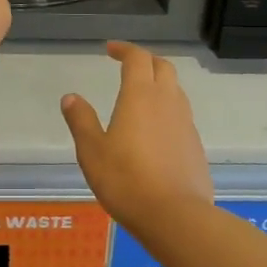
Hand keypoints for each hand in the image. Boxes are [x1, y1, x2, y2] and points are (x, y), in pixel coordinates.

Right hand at [61, 42, 213, 228]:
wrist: (175, 216)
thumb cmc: (126, 180)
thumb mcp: (92, 151)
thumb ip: (81, 121)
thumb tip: (71, 97)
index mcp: (140, 95)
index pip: (137, 58)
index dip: (124, 50)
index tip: (110, 50)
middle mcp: (167, 101)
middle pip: (163, 67)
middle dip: (145, 60)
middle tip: (128, 65)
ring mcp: (186, 123)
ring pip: (175, 90)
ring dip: (159, 83)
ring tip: (141, 95)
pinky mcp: (195, 145)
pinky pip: (181, 115)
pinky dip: (167, 110)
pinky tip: (155, 130)